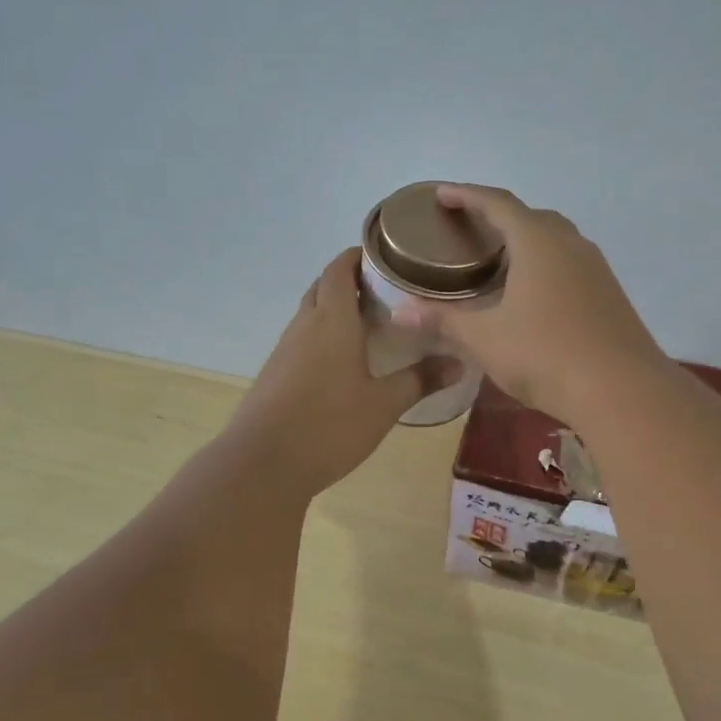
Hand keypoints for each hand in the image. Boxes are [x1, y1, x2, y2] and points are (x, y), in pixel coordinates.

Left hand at [227, 248, 458, 495]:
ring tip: (370, 323)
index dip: (358, 256)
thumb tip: (458, 363)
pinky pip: (302, 338)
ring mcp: (285, 349)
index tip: (385, 256)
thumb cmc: (329, 426)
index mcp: (332, 321)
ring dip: (335, 308)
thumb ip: (420, 380)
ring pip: (310, 313)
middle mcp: (305, 325)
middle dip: (350, 280)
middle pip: (323, 286)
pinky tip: (343, 361)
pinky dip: (323, 334)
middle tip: (386, 291)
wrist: (262, 464)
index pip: (339, 269)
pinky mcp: (275, 372)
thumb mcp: (383, 405)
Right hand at [390, 184, 666, 420]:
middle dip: (498, 217)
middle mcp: (570, 244)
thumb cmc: (545, 355)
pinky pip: (570, 263)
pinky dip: (545, 265)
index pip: (497, 203)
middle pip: (530, 217)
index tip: (441, 194)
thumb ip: (443, 321)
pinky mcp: (609, 293)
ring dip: (526, 241)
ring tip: (498, 261)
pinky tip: (533, 294)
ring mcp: (596, 268)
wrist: (622, 390)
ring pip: (555, 240)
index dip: (466, 195)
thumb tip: (400, 312)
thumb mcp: (485, 339)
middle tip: (470, 231)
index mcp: (537, 242)